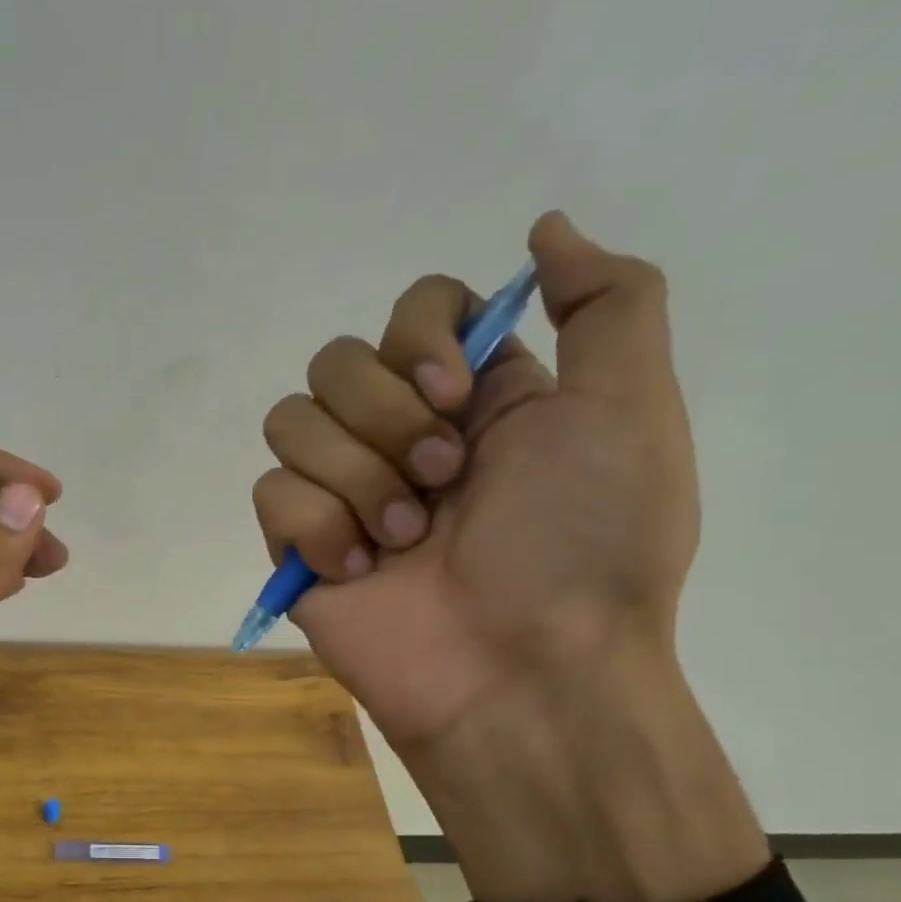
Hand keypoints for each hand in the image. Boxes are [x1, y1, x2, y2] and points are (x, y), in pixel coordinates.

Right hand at [255, 213, 763, 901]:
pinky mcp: (297, 545)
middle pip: (336, 361)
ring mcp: (342, 492)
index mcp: (473, 398)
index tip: (458, 397)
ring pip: (290, 421)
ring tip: (403, 539)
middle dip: (386, 421)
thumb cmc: (584, 547)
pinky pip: (271, 494)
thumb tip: (543, 229)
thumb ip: (607, 304)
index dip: (419, 340)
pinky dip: (317, 528)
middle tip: (442, 484)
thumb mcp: (629, 412)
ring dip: (355, 478)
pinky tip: (360, 570)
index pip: (410, 311)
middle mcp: (399, 435)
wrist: (520, 673)